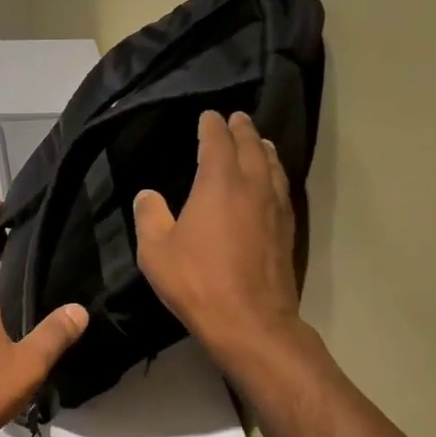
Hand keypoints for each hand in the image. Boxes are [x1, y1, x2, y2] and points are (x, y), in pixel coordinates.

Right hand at [134, 111, 304, 364]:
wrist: (249, 320)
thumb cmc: (196, 281)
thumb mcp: (156, 250)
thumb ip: (150, 216)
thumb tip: (148, 195)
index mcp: (219, 183)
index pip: (217, 142)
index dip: (211, 126)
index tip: (208, 116)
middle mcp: (252, 187)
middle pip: (251, 147)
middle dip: (242, 130)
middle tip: (236, 118)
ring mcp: (274, 208)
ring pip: (273, 166)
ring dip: (263, 149)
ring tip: (258, 142)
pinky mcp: (287, 230)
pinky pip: (282, 187)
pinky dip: (274, 173)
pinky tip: (271, 181)